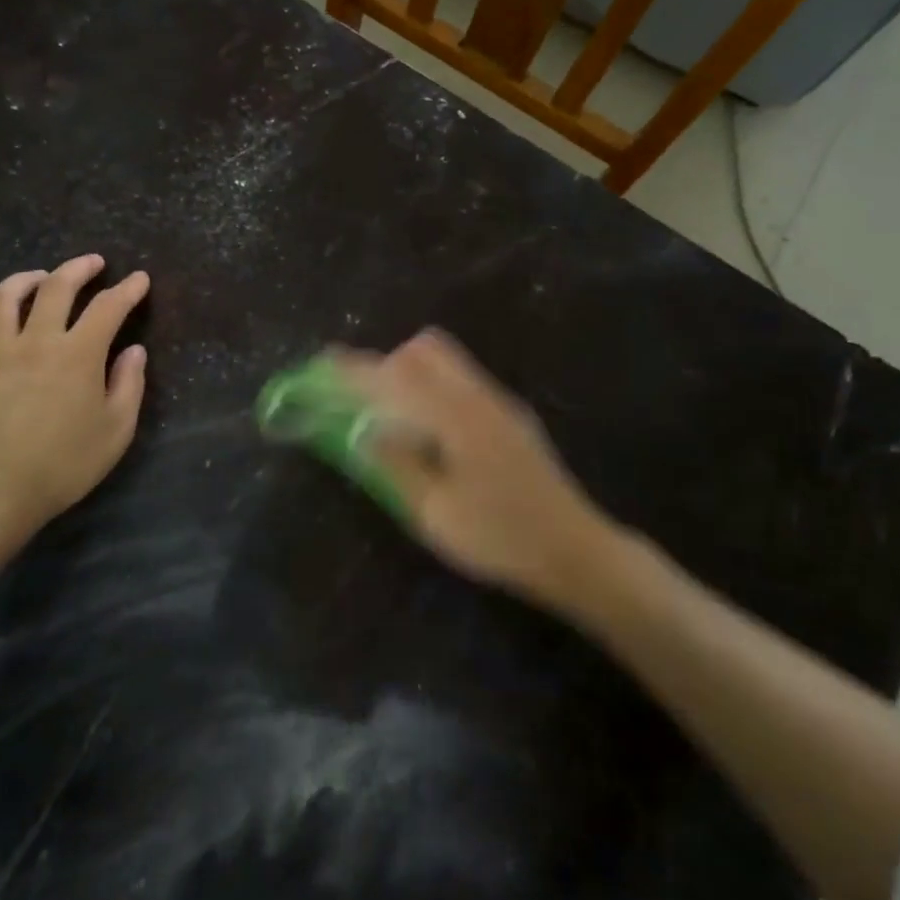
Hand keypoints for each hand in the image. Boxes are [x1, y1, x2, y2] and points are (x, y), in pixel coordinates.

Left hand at [0, 254, 148, 540]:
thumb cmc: (65, 464)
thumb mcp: (116, 430)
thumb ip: (129, 384)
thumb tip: (133, 351)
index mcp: (77, 353)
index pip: (108, 307)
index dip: (128, 290)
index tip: (139, 280)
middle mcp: (34, 341)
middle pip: (55, 287)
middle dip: (78, 268)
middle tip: (93, 264)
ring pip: (1, 300)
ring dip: (22, 281)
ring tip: (37, 279)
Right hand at [333, 329, 616, 608]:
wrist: (575, 551)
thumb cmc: (500, 537)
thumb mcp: (436, 512)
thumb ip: (396, 465)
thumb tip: (360, 431)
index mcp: (456, 416)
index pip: (395, 376)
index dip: (355, 369)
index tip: (324, 364)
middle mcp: (478, 396)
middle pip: (425, 348)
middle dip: (387, 363)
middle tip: (366, 400)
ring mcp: (499, 403)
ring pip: (447, 362)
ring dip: (411, 374)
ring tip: (394, 417)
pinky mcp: (510, 416)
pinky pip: (462, 381)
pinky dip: (433, 389)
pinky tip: (431, 432)